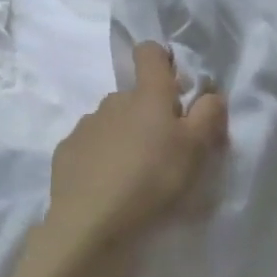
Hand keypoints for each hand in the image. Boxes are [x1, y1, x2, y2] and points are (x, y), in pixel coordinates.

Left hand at [34, 42, 226, 276]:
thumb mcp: (196, 150)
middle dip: (149, 114)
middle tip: (163, 150)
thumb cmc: (153, 180)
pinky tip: (107, 186)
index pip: (150, 52)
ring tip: (134, 174)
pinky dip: (100, 158)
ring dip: (124, 136)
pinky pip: (90, 146)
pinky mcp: (66, 151)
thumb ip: (208, 114)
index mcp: (147, 95)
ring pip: (112, 121)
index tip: (174, 88)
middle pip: (135, 95)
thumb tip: (210, 93)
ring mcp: (86, 125)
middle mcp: (113, 100)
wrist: (91, 224)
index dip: (162, 60)